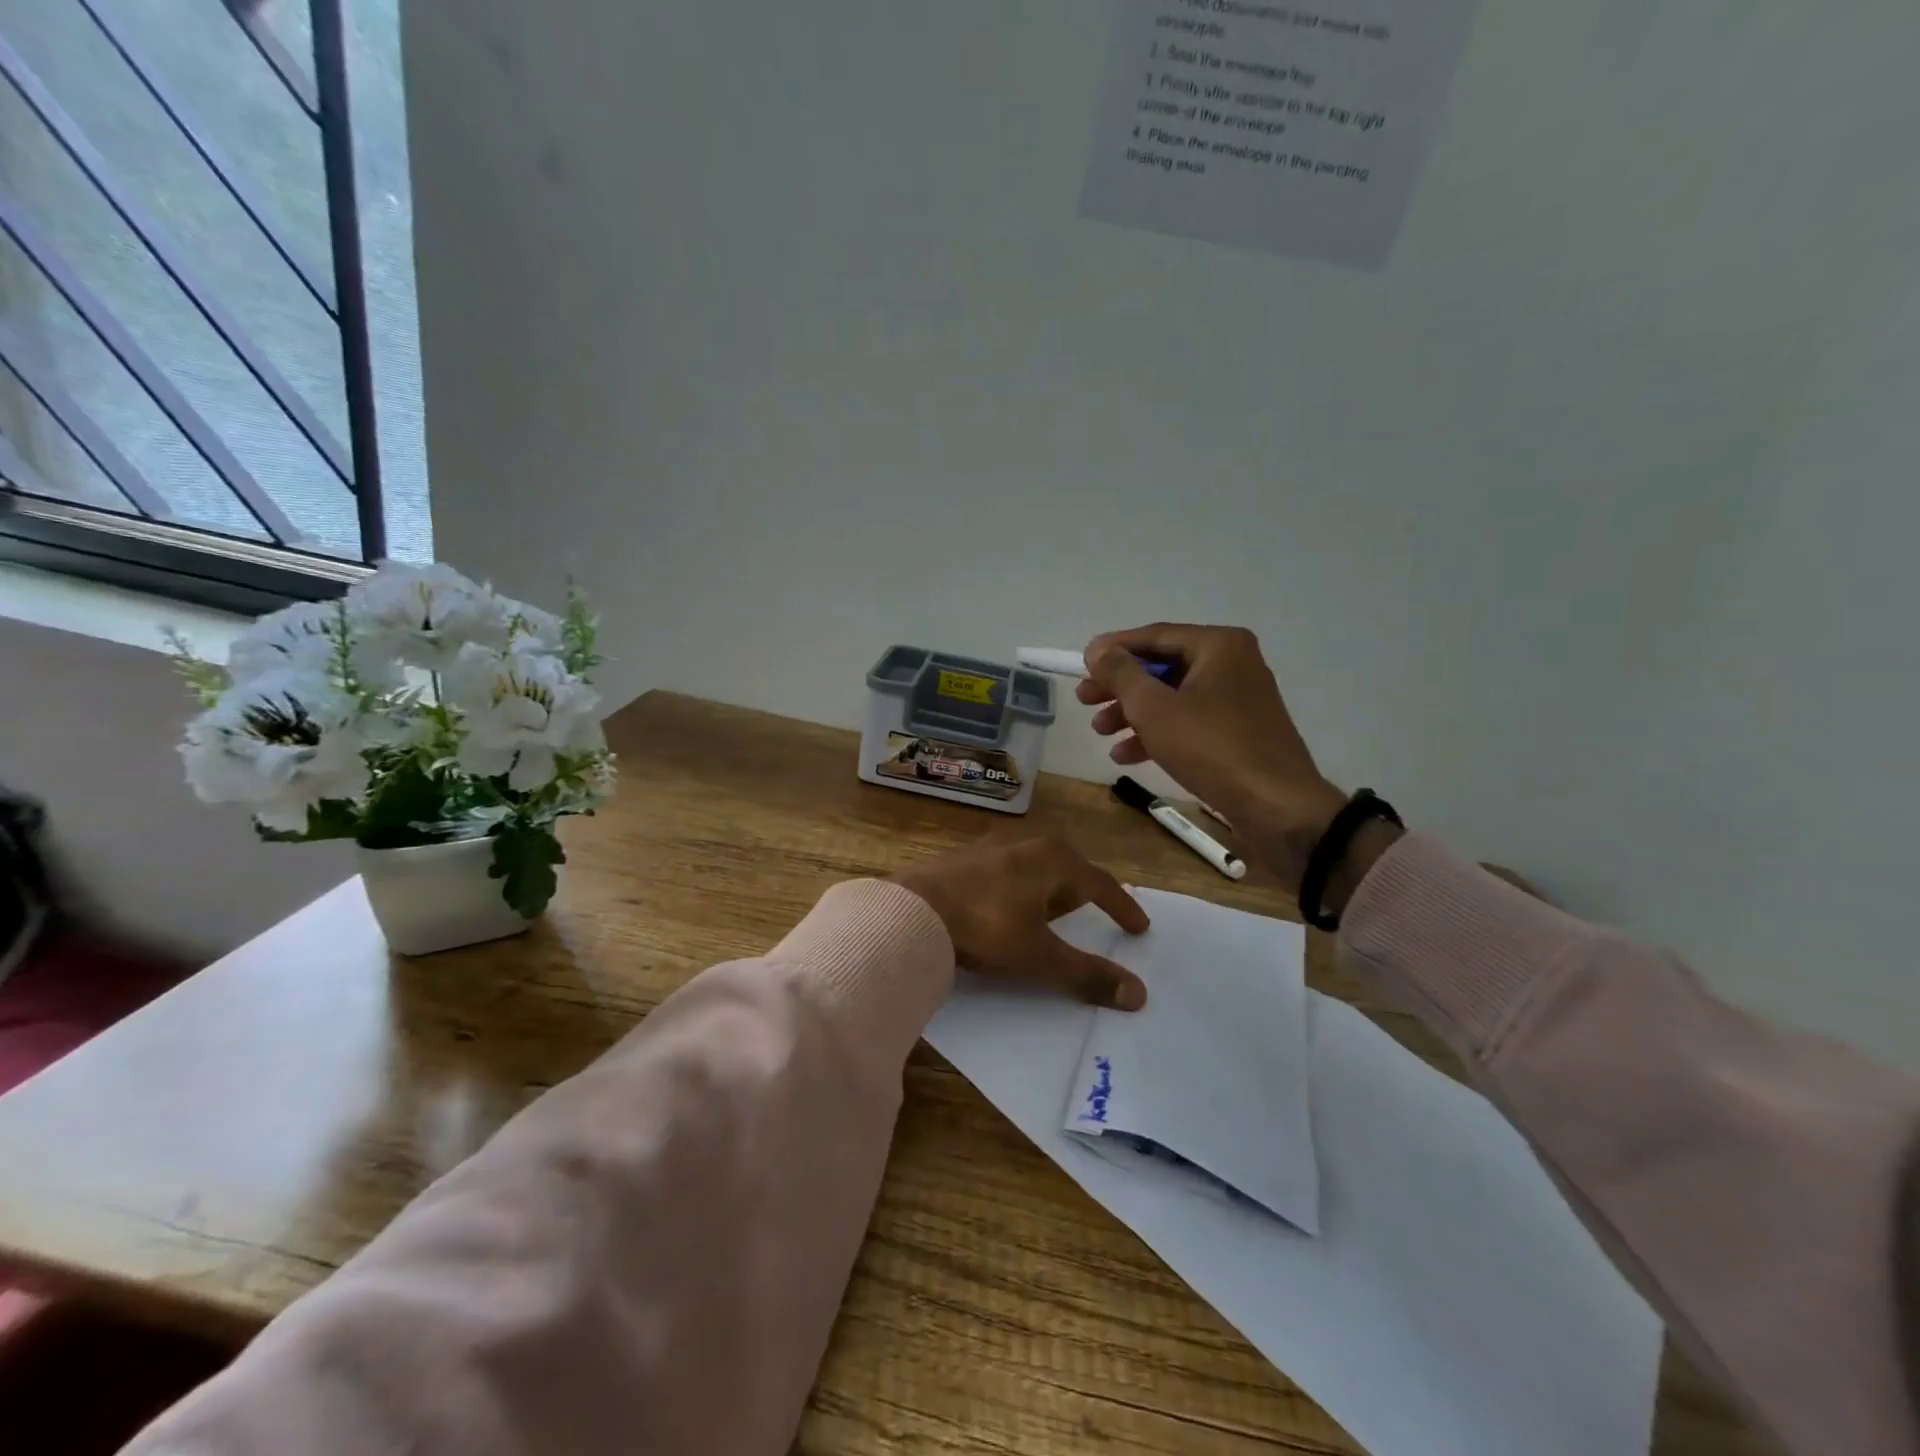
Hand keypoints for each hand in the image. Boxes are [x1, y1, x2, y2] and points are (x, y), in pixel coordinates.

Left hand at [893, 833, 1151, 1009]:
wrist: (913, 910)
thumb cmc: (986, 927)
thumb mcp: (1039, 955)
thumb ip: (1087, 974)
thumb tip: (1138, 994)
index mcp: (1054, 859)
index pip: (1101, 884)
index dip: (1121, 907)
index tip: (1139, 928)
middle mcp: (1027, 843)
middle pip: (1068, 867)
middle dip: (1082, 890)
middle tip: (1094, 913)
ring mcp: (992, 846)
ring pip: (1035, 865)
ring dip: (1049, 888)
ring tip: (1052, 911)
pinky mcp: (965, 857)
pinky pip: (1007, 870)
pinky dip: (1019, 887)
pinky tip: (1008, 905)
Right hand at [1078, 624, 1393, 902]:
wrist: (1276, 807)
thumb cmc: (1212, 748)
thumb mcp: (1154, 708)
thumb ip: (1121, 674)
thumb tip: (1097, 648)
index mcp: (1218, 646)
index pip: (1154, 635)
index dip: (1113, 650)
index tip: (1080, 665)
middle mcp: (1232, 663)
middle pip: (1161, 667)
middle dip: (1120, 686)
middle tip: (1084, 701)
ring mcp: (1238, 699)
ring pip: (1172, 697)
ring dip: (1132, 713)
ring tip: (1100, 732)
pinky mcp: (1238, 732)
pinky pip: (1189, 721)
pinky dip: (1157, 733)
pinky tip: (1126, 754)